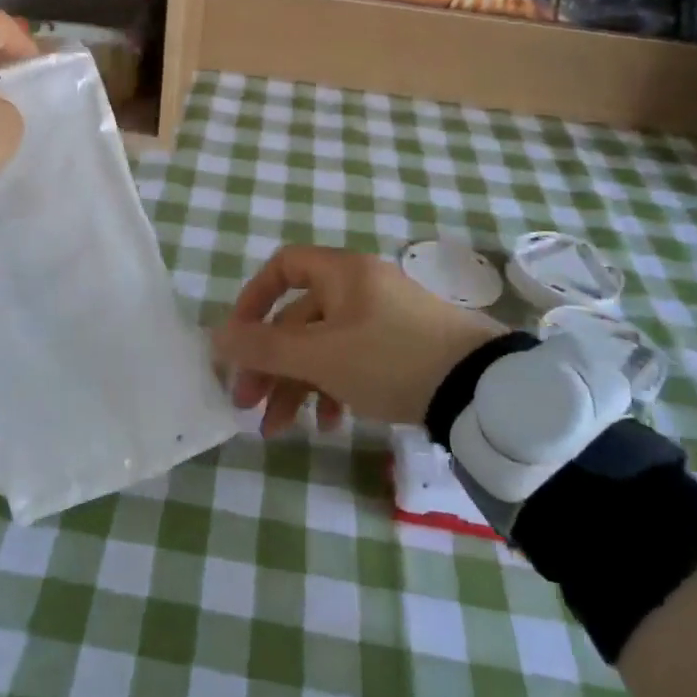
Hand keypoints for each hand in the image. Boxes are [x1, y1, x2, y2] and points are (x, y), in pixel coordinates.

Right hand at [214, 245, 506, 437]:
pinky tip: (332, 424)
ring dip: (297, 385)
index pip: (283, 266)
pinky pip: (353, 360)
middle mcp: (360, 288)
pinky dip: (334, 389)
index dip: (253, 299)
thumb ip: (264, 348)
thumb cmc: (390, 359)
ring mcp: (383, 319)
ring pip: (323, 346)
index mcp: (342, 274)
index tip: (239, 340)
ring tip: (280, 429)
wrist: (480, 389)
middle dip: (269, 364)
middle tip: (247, 404)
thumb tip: (216, 337)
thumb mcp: (320, 357)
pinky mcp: (402, 348)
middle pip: (298, 318)